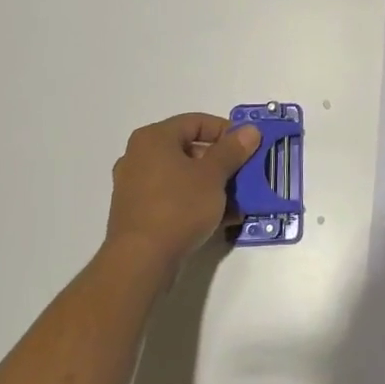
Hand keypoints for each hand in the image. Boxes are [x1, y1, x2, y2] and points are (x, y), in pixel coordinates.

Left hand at [105, 113, 261, 274]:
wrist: (141, 262)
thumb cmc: (178, 207)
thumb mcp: (213, 175)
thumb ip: (233, 150)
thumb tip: (250, 130)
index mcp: (154, 138)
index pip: (196, 122)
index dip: (226, 131)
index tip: (248, 147)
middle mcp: (139, 156)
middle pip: (189, 149)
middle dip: (222, 162)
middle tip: (245, 174)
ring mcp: (135, 186)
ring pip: (182, 176)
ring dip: (212, 185)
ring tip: (237, 200)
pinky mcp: (137, 213)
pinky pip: (173, 197)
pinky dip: (195, 202)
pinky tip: (220, 218)